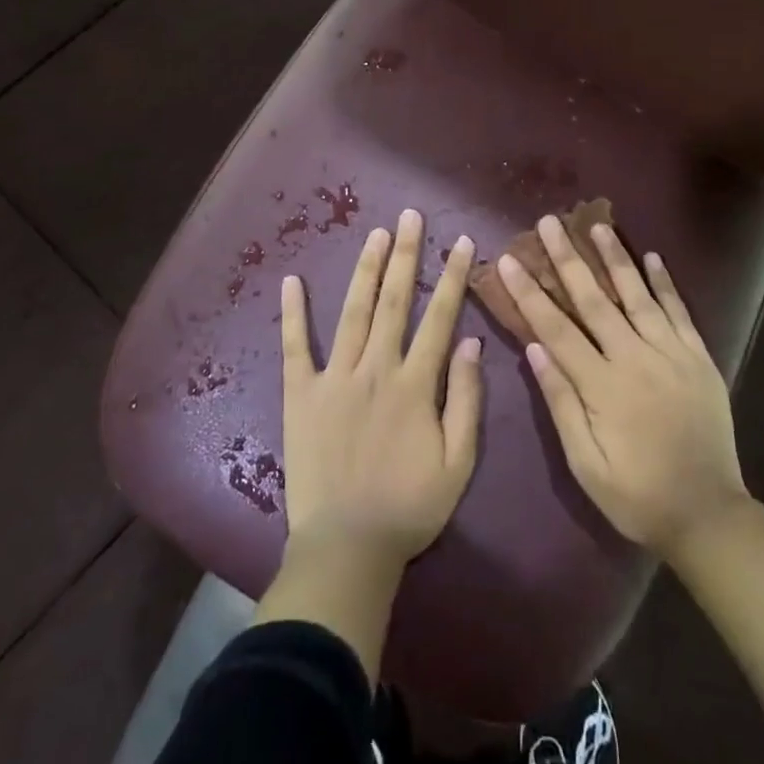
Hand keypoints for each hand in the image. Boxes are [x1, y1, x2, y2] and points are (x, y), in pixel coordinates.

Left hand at [279, 210, 483, 575]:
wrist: (347, 547)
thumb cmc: (409, 507)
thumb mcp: (459, 463)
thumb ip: (468, 400)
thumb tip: (472, 344)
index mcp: (416, 383)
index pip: (440, 317)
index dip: (454, 277)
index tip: (463, 242)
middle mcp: (376, 368)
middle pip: (394, 300)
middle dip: (406, 255)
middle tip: (410, 216)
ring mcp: (335, 377)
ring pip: (354, 312)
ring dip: (366, 270)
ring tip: (376, 234)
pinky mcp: (301, 394)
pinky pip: (295, 347)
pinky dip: (292, 313)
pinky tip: (291, 281)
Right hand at [501, 218, 749, 559]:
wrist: (708, 515)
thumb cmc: (637, 496)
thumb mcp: (586, 464)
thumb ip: (561, 403)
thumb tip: (534, 348)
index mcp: (603, 386)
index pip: (556, 328)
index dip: (530, 293)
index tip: (509, 260)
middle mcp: (636, 359)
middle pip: (595, 299)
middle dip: (568, 259)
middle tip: (549, 223)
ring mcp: (672, 354)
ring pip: (638, 295)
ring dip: (616, 257)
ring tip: (597, 224)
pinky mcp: (699, 358)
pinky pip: (680, 312)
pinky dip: (665, 283)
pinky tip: (653, 257)